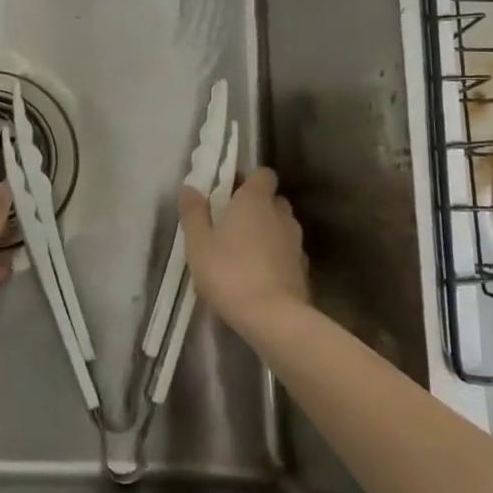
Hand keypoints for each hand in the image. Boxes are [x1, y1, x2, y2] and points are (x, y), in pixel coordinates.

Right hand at [178, 167, 308, 337]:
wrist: (273, 318)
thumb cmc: (229, 272)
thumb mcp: (198, 243)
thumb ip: (193, 212)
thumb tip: (189, 187)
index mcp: (255, 200)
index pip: (263, 174)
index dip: (248, 179)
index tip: (229, 192)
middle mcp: (280, 214)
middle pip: (272, 200)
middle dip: (256, 206)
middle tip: (231, 223)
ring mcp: (296, 242)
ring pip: (282, 226)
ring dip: (267, 232)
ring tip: (244, 251)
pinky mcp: (303, 269)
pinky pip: (287, 252)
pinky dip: (276, 256)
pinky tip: (259, 274)